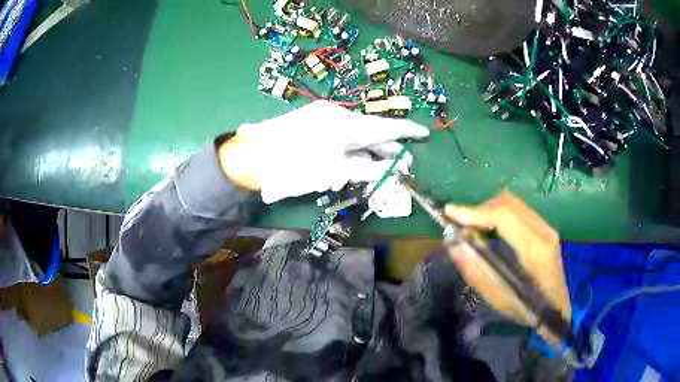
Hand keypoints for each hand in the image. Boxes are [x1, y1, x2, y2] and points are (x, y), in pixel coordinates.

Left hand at [218, 101, 428, 202]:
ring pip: (353, 135)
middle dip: (386, 147)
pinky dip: (349, 150)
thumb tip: (390, 167)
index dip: (406, 132)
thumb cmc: (295, 167)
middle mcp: (335, 115)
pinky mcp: (310, 125)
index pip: (384, 127)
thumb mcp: (335, 172)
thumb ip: (365, 168)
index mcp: (344, 123)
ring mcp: (321, 118)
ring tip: (380, 166)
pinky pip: (338, 136)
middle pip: (369, 131)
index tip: (424, 134)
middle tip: (402, 161)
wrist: (251, 159)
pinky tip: (352, 165)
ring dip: (367, 151)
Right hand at [444, 191, 571, 344]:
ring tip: (473, 225)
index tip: (451, 212)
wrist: (558, 308)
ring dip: (490, 209)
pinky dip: (500, 212)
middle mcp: (544, 231)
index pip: (504, 217)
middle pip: (508, 203)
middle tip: (460, 223)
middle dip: (480, 209)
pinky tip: (491, 227)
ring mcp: (547, 227)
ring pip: (514, 202)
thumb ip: (476, 272)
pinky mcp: (545, 227)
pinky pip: (519, 209)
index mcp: (535, 250)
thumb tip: (454, 247)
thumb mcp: (499, 299)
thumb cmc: (529, 309)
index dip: (475, 212)